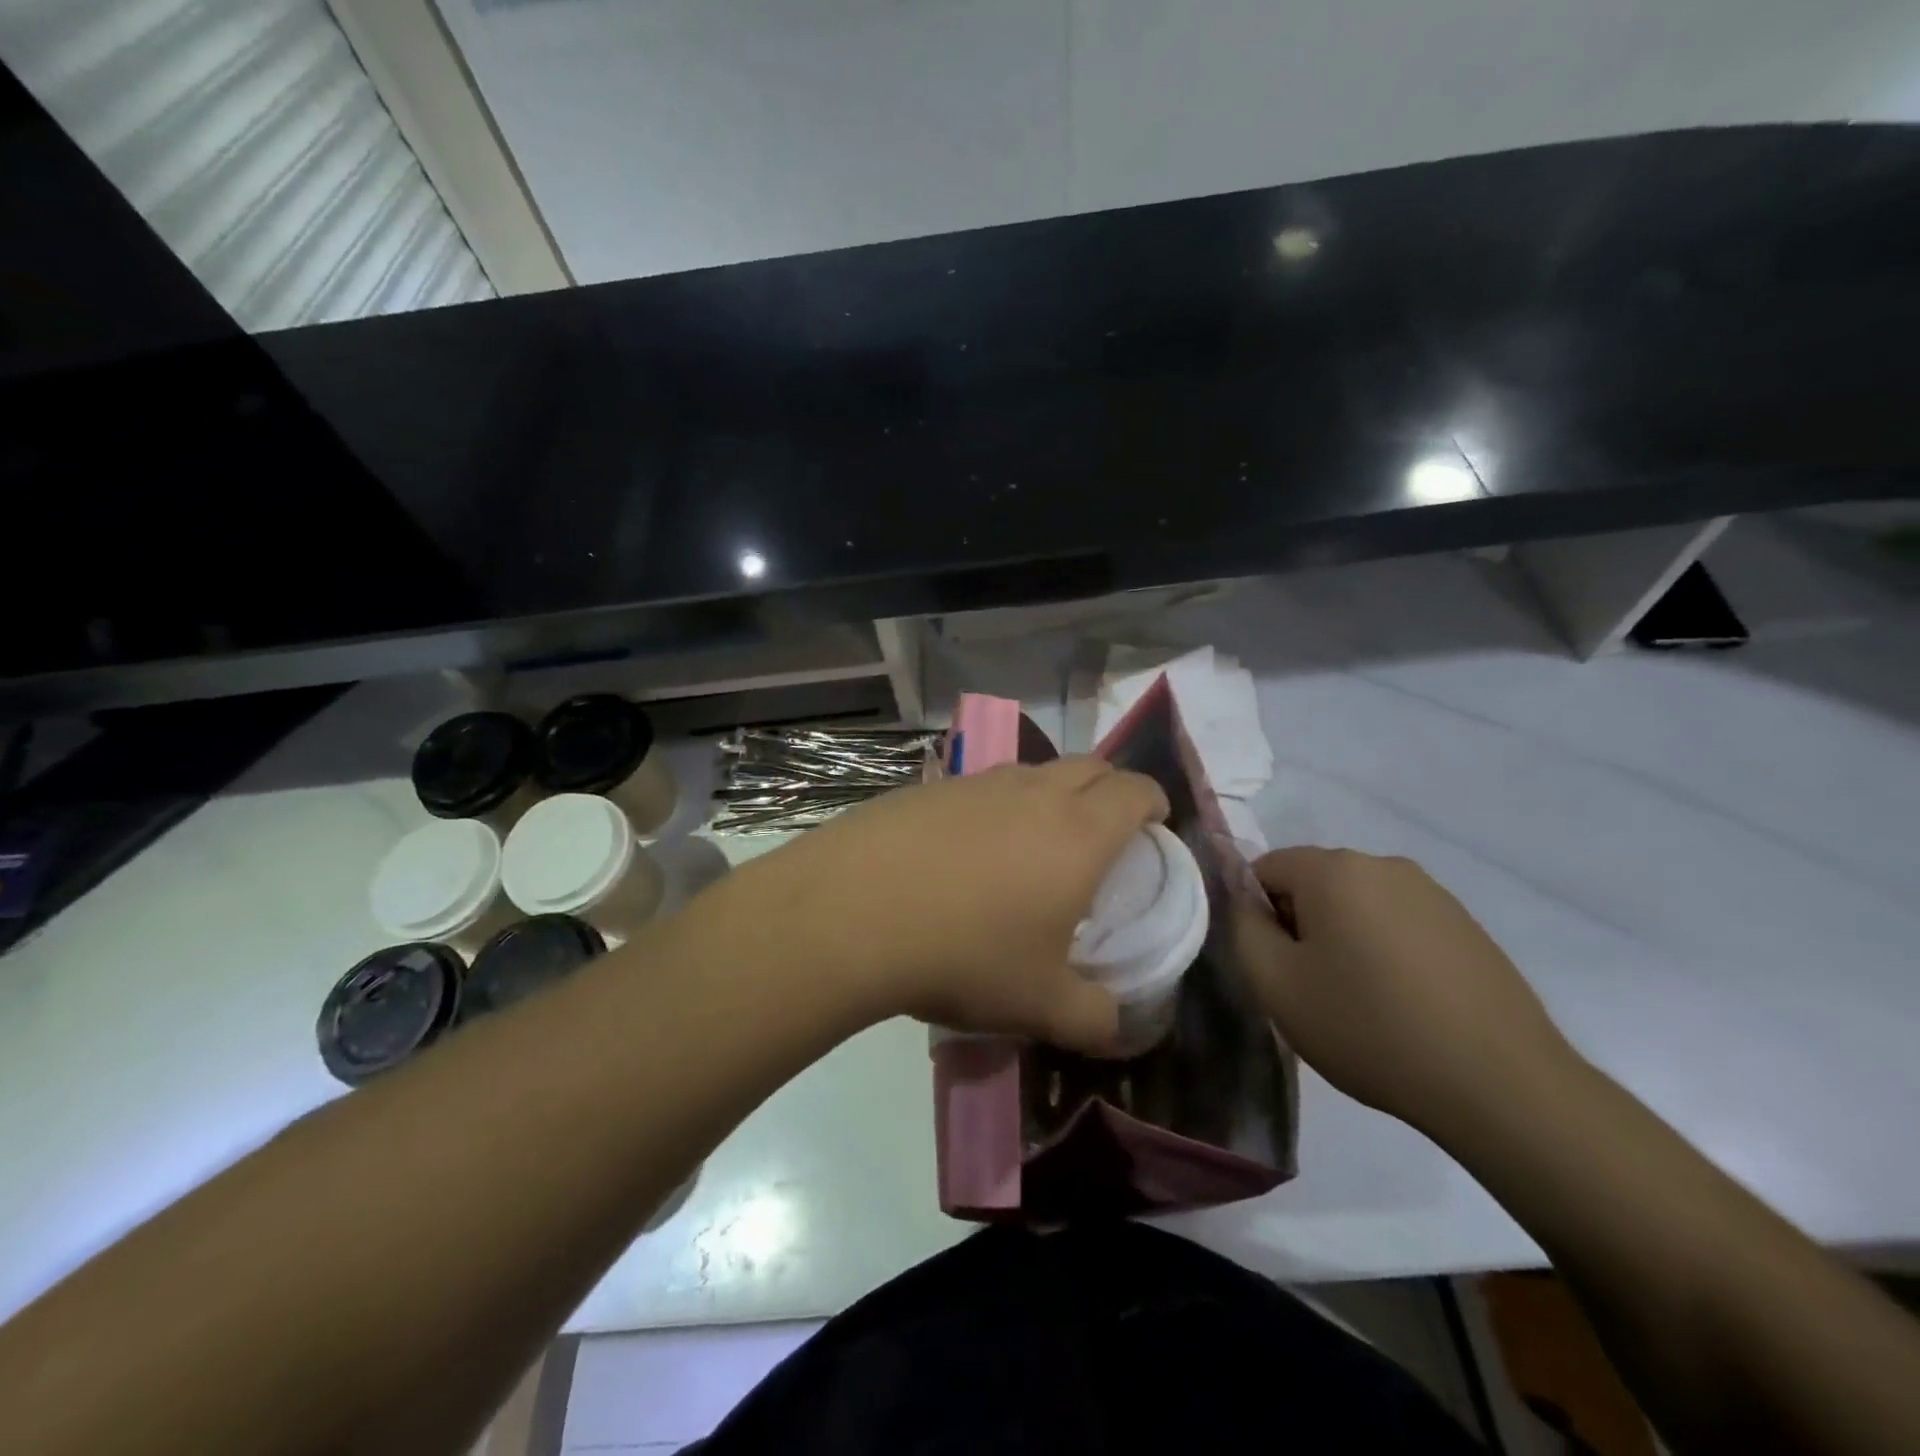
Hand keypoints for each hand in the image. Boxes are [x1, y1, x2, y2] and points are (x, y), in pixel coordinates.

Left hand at [735, 758, 1167, 1053]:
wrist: (852, 911)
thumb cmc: (964, 953)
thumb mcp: (1040, 1005)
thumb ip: (1093, 1019)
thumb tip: (1115, 1028)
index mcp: (1078, 832)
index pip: (1134, 790)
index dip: (1152, 800)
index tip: (1155, 822)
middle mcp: (1032, 792)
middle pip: (1088, 766)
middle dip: (1109, 788)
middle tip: (1105, 830)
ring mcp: (976, 783)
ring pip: (1032, 772)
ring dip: (1050, 793)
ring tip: (1037, 840)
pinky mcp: (928, 788)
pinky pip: (981, 786)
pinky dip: (996, 804)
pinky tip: (968, 849)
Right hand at [1237, 847, 1580, 1136]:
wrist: (1501, 1085)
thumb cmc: (1369, 1028)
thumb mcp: (1276, 984)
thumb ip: (1243, 928)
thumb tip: (1247, 902)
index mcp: (1335, 869)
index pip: (1266, 868)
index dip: (1259, 915)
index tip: (1277, 965)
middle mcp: (1384, 865)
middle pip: (1314, 883)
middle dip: (1302, 924)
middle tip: (1313, 987)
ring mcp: (1433, 893)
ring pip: (1359, 904)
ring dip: (1345, 938)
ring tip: (1361, 1001)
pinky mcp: (1467, 925)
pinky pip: (1400, 923)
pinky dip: (1387, 951)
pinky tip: (1405, 1003)